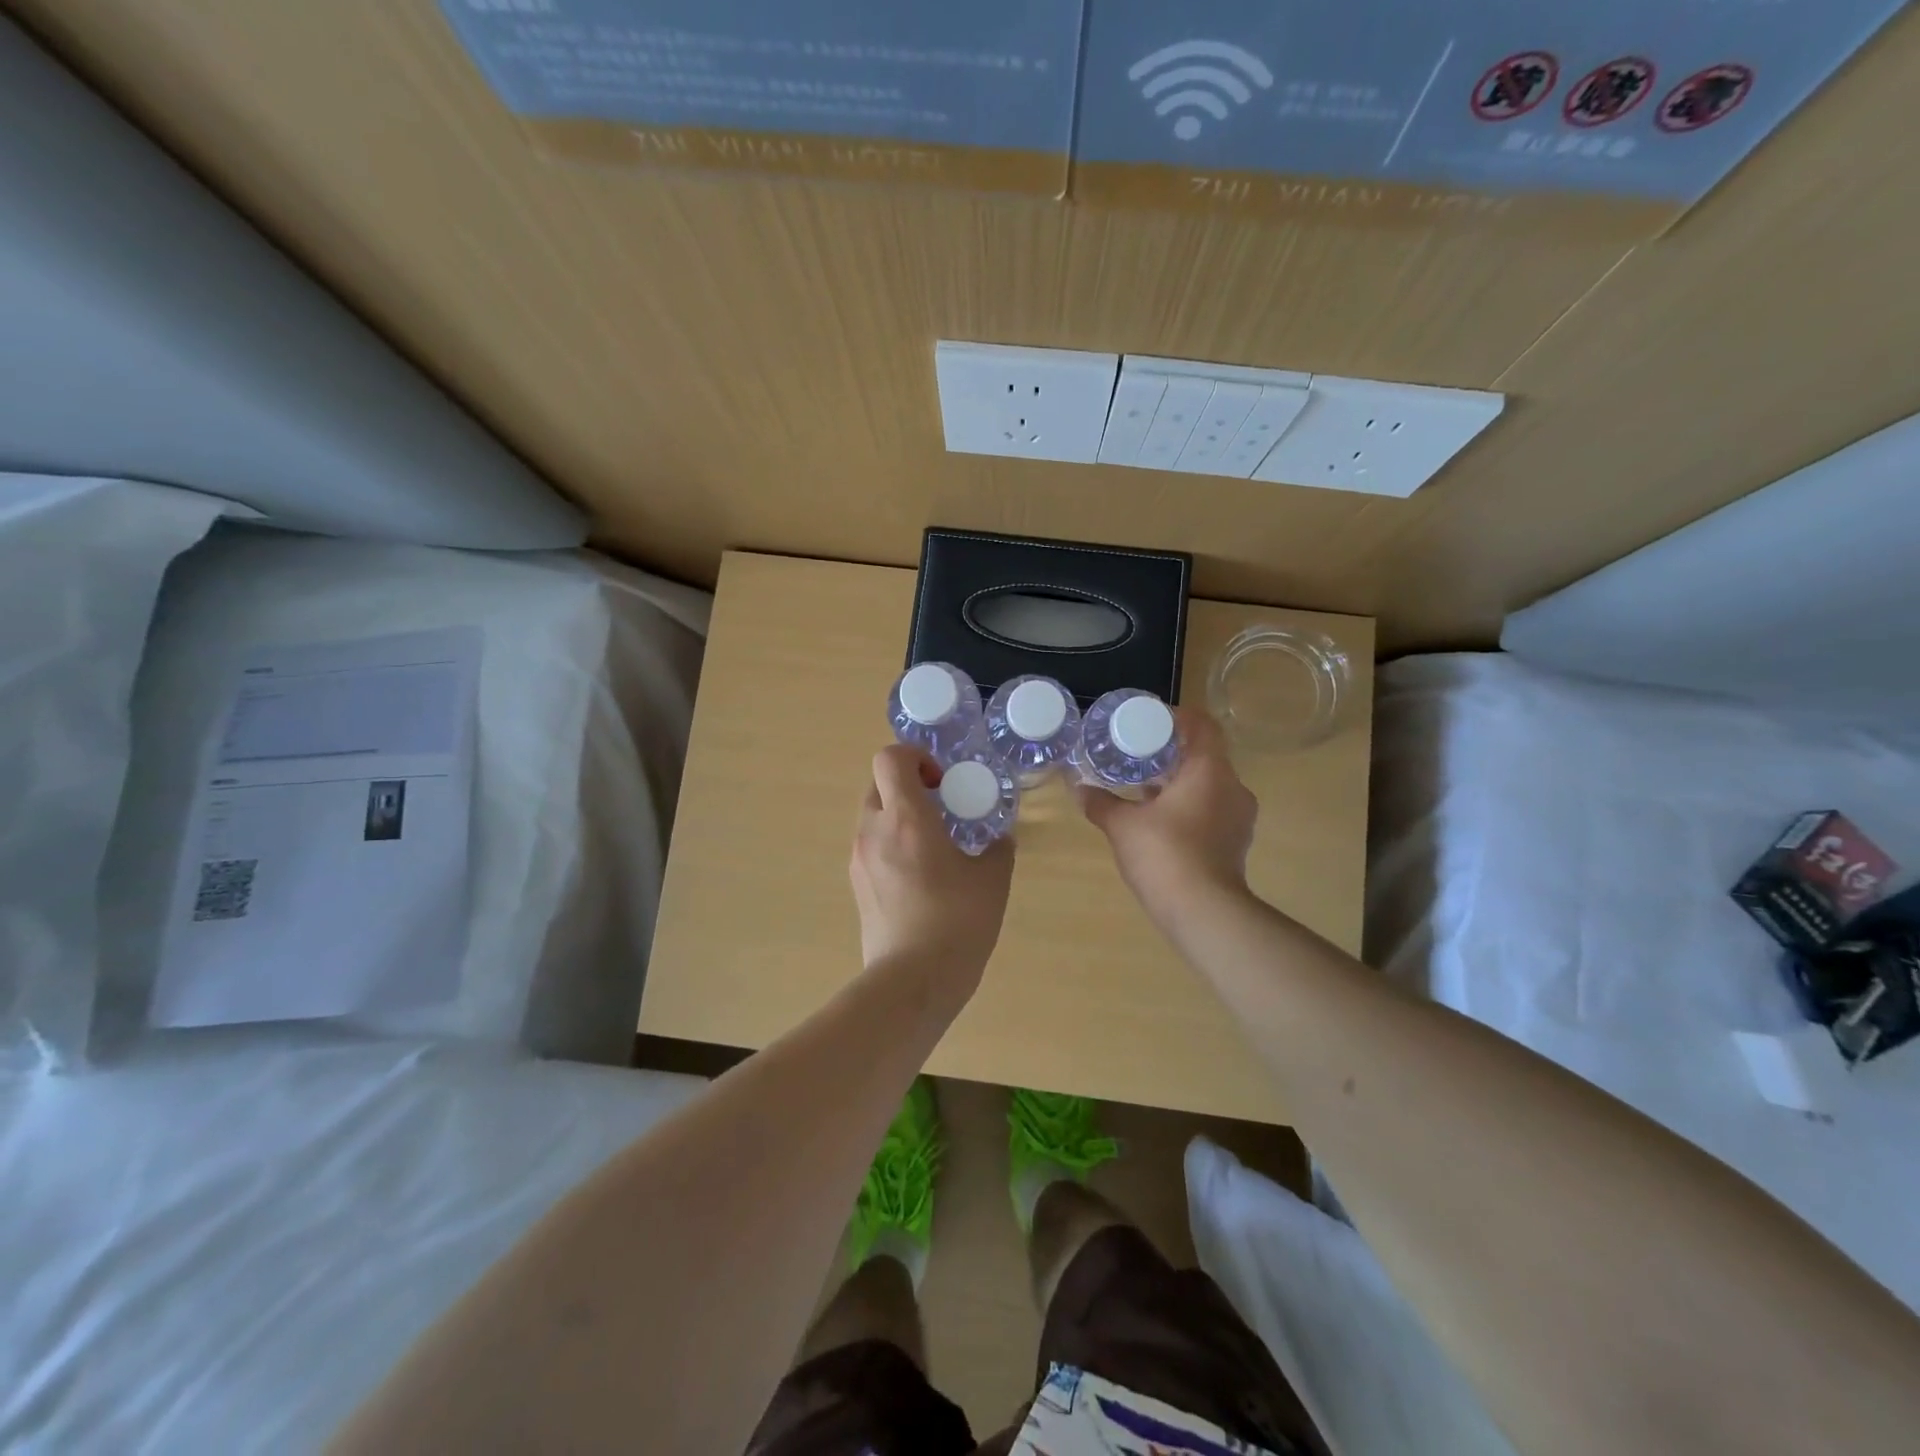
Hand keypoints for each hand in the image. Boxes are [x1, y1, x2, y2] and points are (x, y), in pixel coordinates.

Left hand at [850, 745, 1013, 997]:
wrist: (912, 982)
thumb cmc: (957, 922)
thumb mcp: (992, 880)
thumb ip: (996, 849)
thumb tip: (997, 840)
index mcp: (905, 818)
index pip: (890, 758)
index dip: (915, 756)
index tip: (941, 780)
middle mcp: (873, 831)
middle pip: (878, 784)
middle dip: (908, 787)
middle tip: (940, 809)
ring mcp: (859, 859)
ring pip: (873, 817)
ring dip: (899, 817)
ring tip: (932, 847)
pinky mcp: (856, 886)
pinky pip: (871, 847)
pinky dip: (891, 846)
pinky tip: (920, 879)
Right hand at [1079, 709, 1256, 934]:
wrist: (1203, 912)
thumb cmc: (1164, 854)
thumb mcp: (1122, 825)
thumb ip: (1101, 803)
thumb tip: (1078, 788)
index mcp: (1210, 770)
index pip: (1203, 725)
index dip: (1178, 718)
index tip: (1151, 722)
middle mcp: (1233, 787)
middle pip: (1205, 756)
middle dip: (1172, 754)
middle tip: (1139, 756)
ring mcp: (1239, 818)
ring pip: (1210, 786)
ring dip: (1180, 784)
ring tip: (1145, 790)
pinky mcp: (1236, 843)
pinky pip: (1213, 811)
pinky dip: (1189, 808)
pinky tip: (1160, 822)